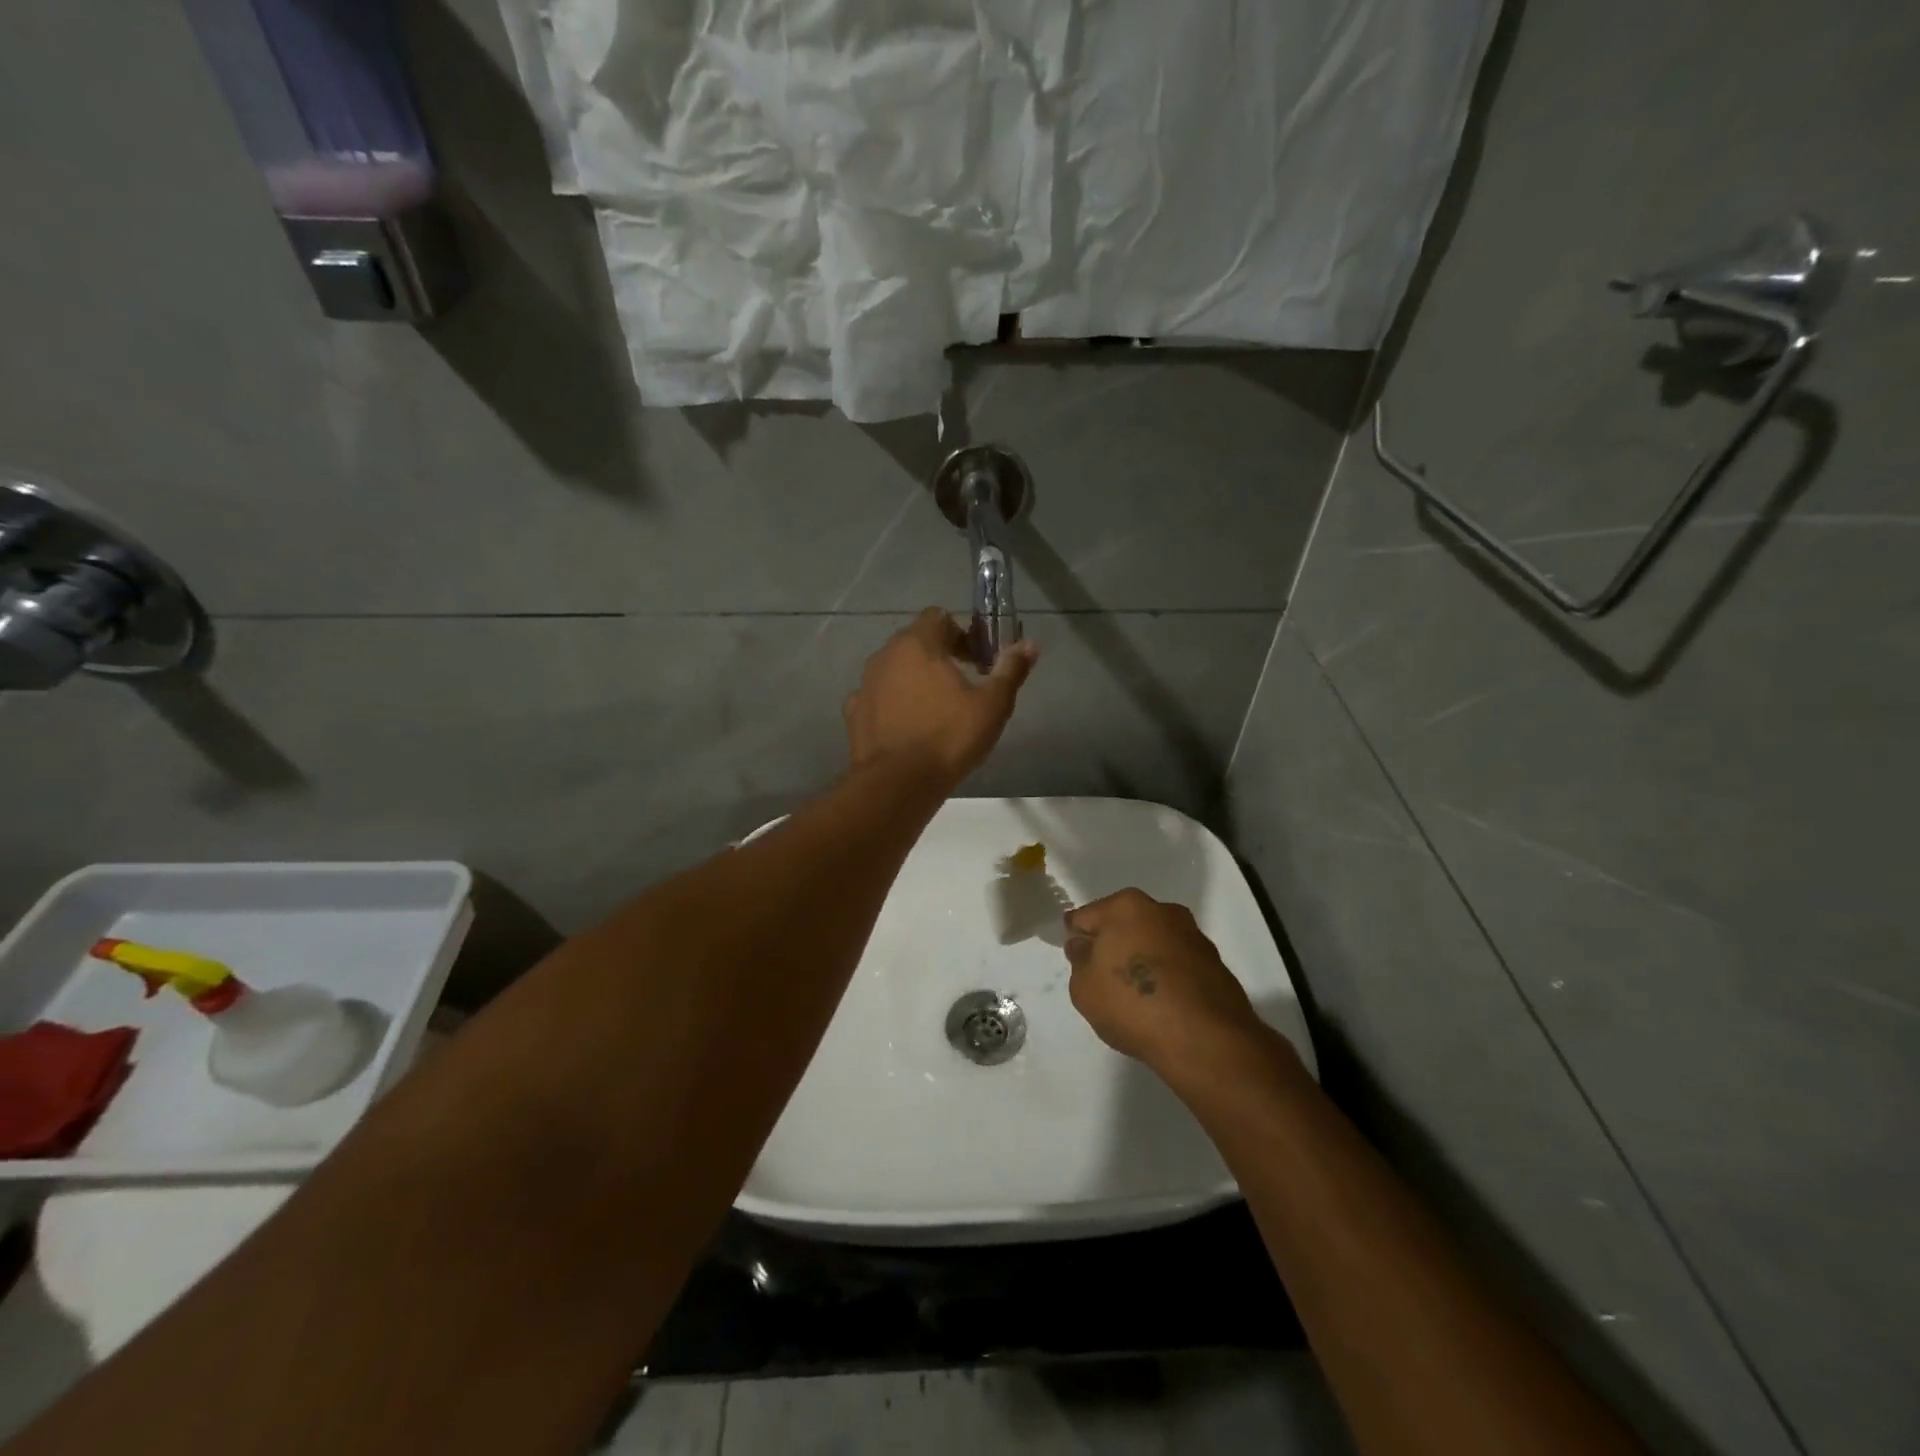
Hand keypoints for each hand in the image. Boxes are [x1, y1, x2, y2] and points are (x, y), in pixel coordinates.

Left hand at [844, 608, 1038, 784]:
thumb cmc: (949, 737)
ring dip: (915, 678)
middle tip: (964, 683)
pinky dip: (893, 702)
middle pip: (915, 641)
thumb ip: (1010, 670)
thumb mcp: (992, 705)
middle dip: (940, 654)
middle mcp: (885, 655)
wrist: (898, 783)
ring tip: (936, 707)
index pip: (938, 617)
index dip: (962, 633)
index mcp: (917, 644)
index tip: (978, 659)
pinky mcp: (854, 713)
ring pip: (894, 669)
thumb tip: (1030, 644)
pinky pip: (878, 697)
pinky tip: (908, 724)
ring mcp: (865, 684)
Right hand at [1065, 889, 1267, 1075]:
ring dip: (1144, 960)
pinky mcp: (1216, 963)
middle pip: (1124, 925)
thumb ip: (1079, 960)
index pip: (1085, 917)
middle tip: (1105, 981)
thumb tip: (1085, 945)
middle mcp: (1162, 910)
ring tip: (1137, 998)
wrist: (1204, 1039)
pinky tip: (1164, 1006)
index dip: (1077, 940)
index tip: (1078, 964)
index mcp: (1126, 906)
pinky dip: (1168, 978)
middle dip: (1113, 946)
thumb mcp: (1084, 987)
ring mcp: (1193, 936)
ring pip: (1154, 943)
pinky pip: (1179, 965)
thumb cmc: (1132, 1004)